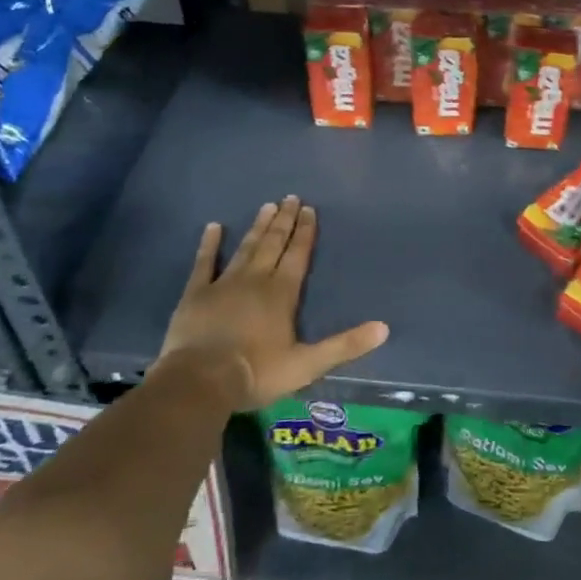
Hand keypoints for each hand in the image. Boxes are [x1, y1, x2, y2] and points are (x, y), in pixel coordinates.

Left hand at [157, 197, 387, 410]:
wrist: (199, 382)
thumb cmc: (256, 373)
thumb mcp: (307, 365)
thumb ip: (345, 345)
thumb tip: (384, 328)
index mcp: (282, 293)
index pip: (298, 255)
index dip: (305, 232)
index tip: (309, 209)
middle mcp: (255, 279)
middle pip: (273, 244)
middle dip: (284, 221)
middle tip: (290, 197)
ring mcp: (223, 283)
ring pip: (245, 247)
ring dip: (258, 227)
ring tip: (267, 206)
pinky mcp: (196, 294)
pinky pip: (204, 262)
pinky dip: (209, 244)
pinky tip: (213, 227)